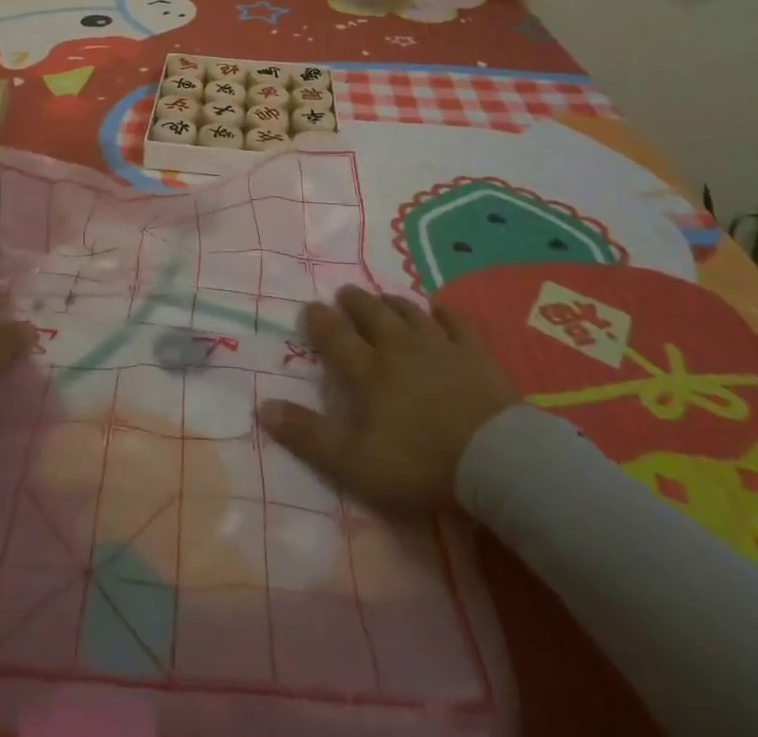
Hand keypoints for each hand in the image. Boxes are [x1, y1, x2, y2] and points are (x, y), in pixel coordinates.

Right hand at [256, 286, 518, 514]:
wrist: (495, 460)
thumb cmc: (419, 464)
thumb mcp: (353, 462)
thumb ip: (307, 435)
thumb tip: (262, 407)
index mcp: (367, 371)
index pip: (335, 336)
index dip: (319, 320)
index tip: (309, 308)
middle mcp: (398, 347)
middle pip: (371, 315)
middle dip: (354, 302)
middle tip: (343, 293)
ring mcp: (438, 346)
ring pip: (408, 313)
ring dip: (391, 302)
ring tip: (382, 297)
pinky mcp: (474, 354)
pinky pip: (455, 323)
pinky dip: (443, 313)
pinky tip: (438, 309)